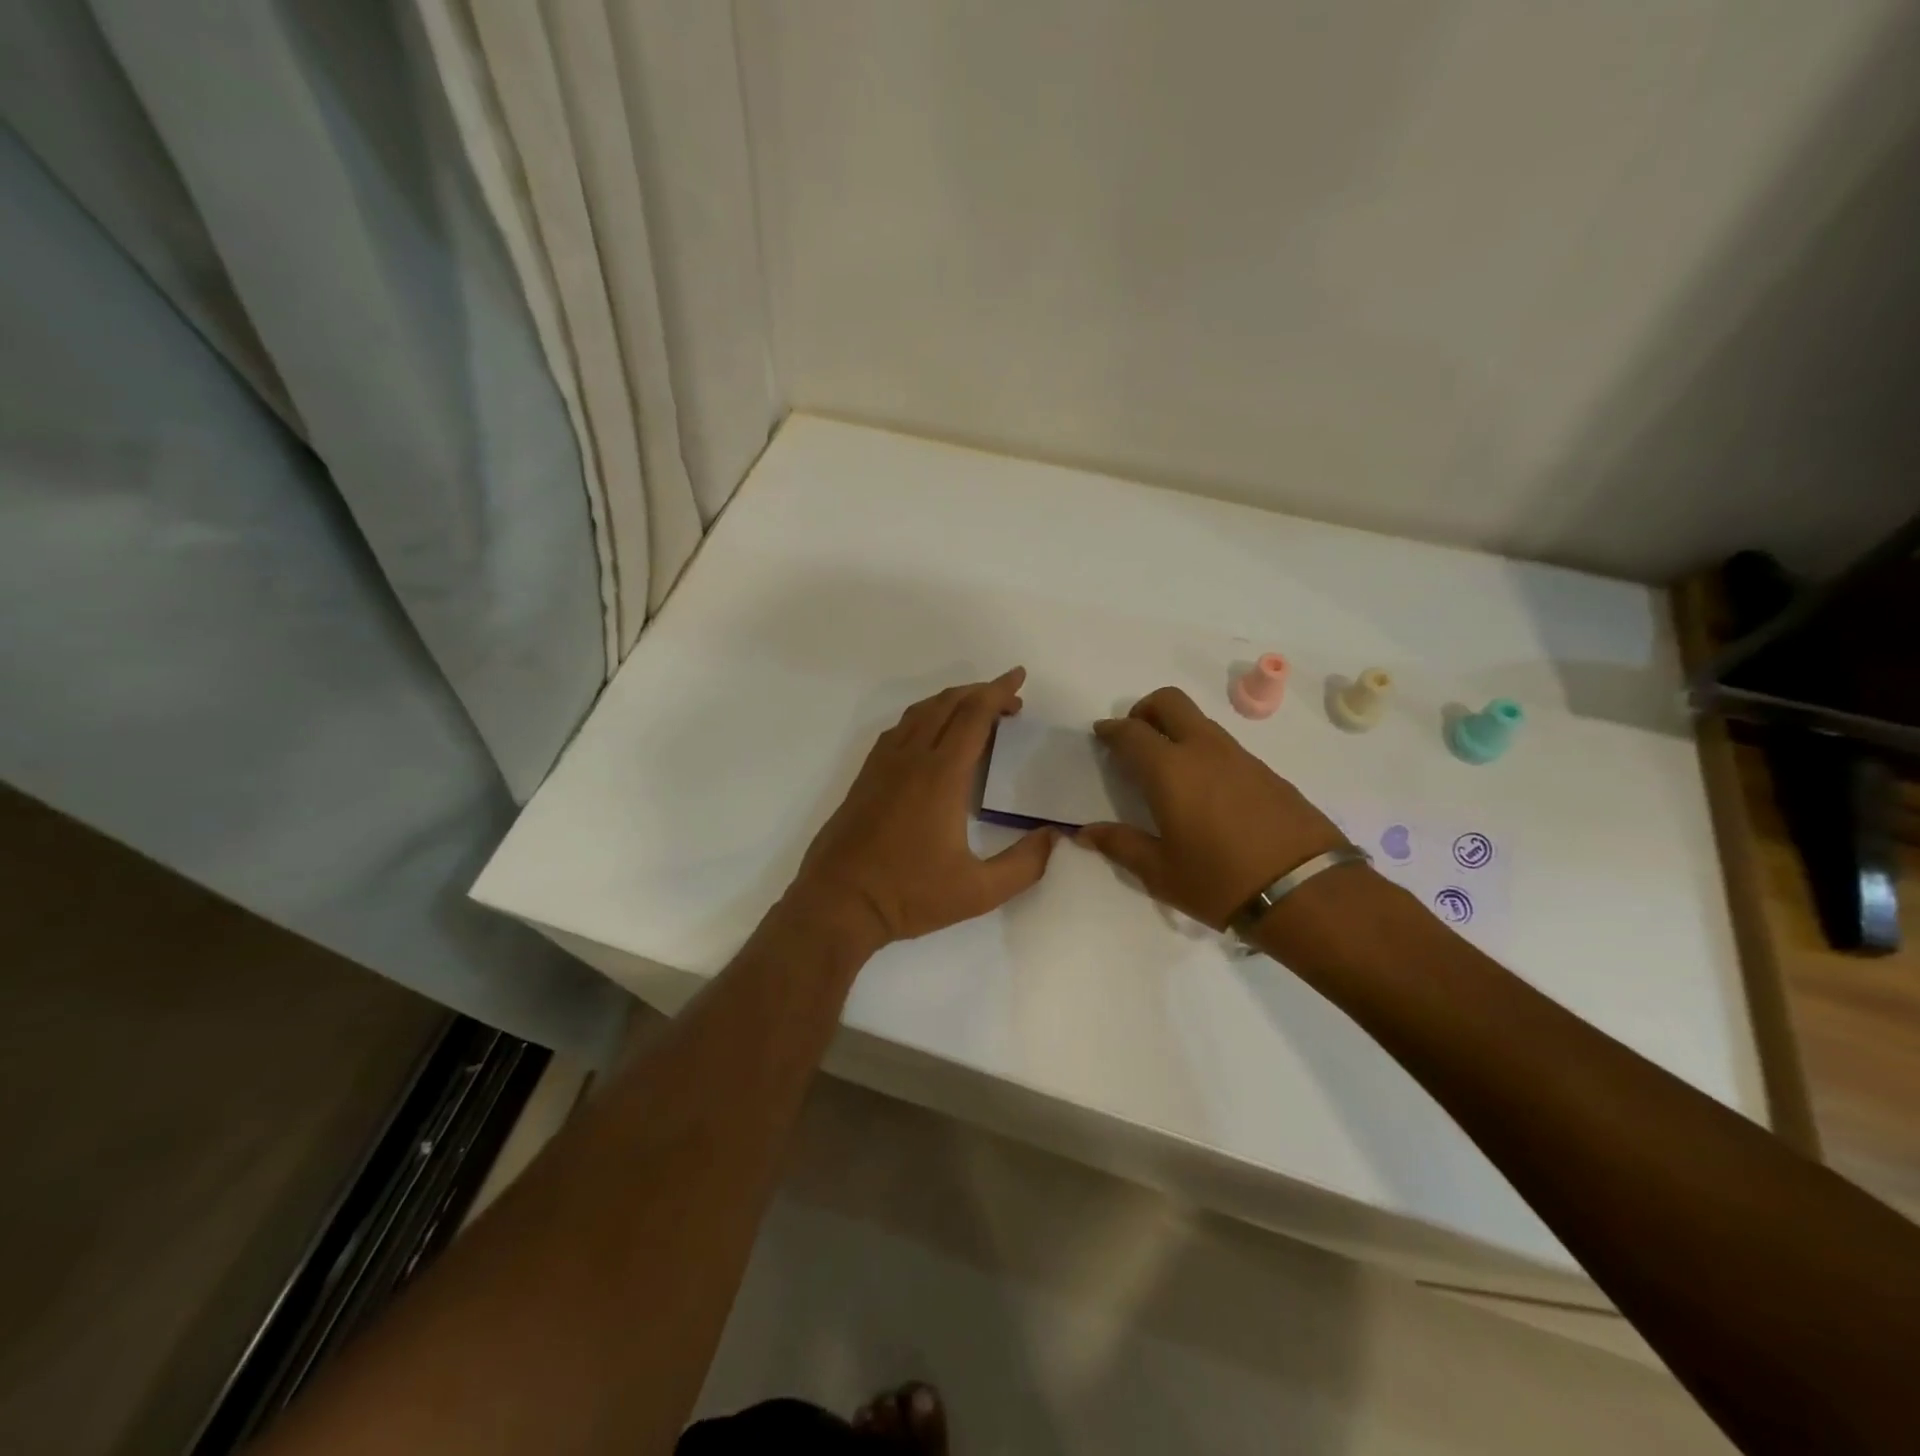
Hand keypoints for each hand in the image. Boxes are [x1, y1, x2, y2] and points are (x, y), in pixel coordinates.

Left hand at [789, 668, 1059, 946]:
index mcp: (941, 775)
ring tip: (975, 710)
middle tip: (1009, 700)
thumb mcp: (978, 891)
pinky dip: (924, 717)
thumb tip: (1053, 836)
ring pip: (920, 712)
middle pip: (948, 704)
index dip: (998, 692)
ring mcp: (883, 765)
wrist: (838, 902)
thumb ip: (1024, 864)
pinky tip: (931, 735)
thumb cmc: (909, 895)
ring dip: (951, 701)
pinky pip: (899, 729)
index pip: (974, 716)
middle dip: (981, 693)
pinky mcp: (866, 777)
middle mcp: (911, 758)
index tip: (1019, 678)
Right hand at [1078, 687, 1347, 929]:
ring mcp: (1239, 757)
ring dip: (1175, 729)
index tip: (1101, 735)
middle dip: (1144, 710)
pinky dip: (1202, 750)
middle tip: (1133, 739)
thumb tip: (1085, 832)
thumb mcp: (1160, 872)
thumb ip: (1120, 844)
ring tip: (1166, 769)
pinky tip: (1203, 789)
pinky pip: (1223, 744)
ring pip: (1199, 721)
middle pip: (1169, 702)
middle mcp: (1203, 750)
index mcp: (1169, 769)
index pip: (1131, 732)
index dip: (1111, 730)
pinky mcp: (1266, 771)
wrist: (1307, 892)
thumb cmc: (1220, 882)